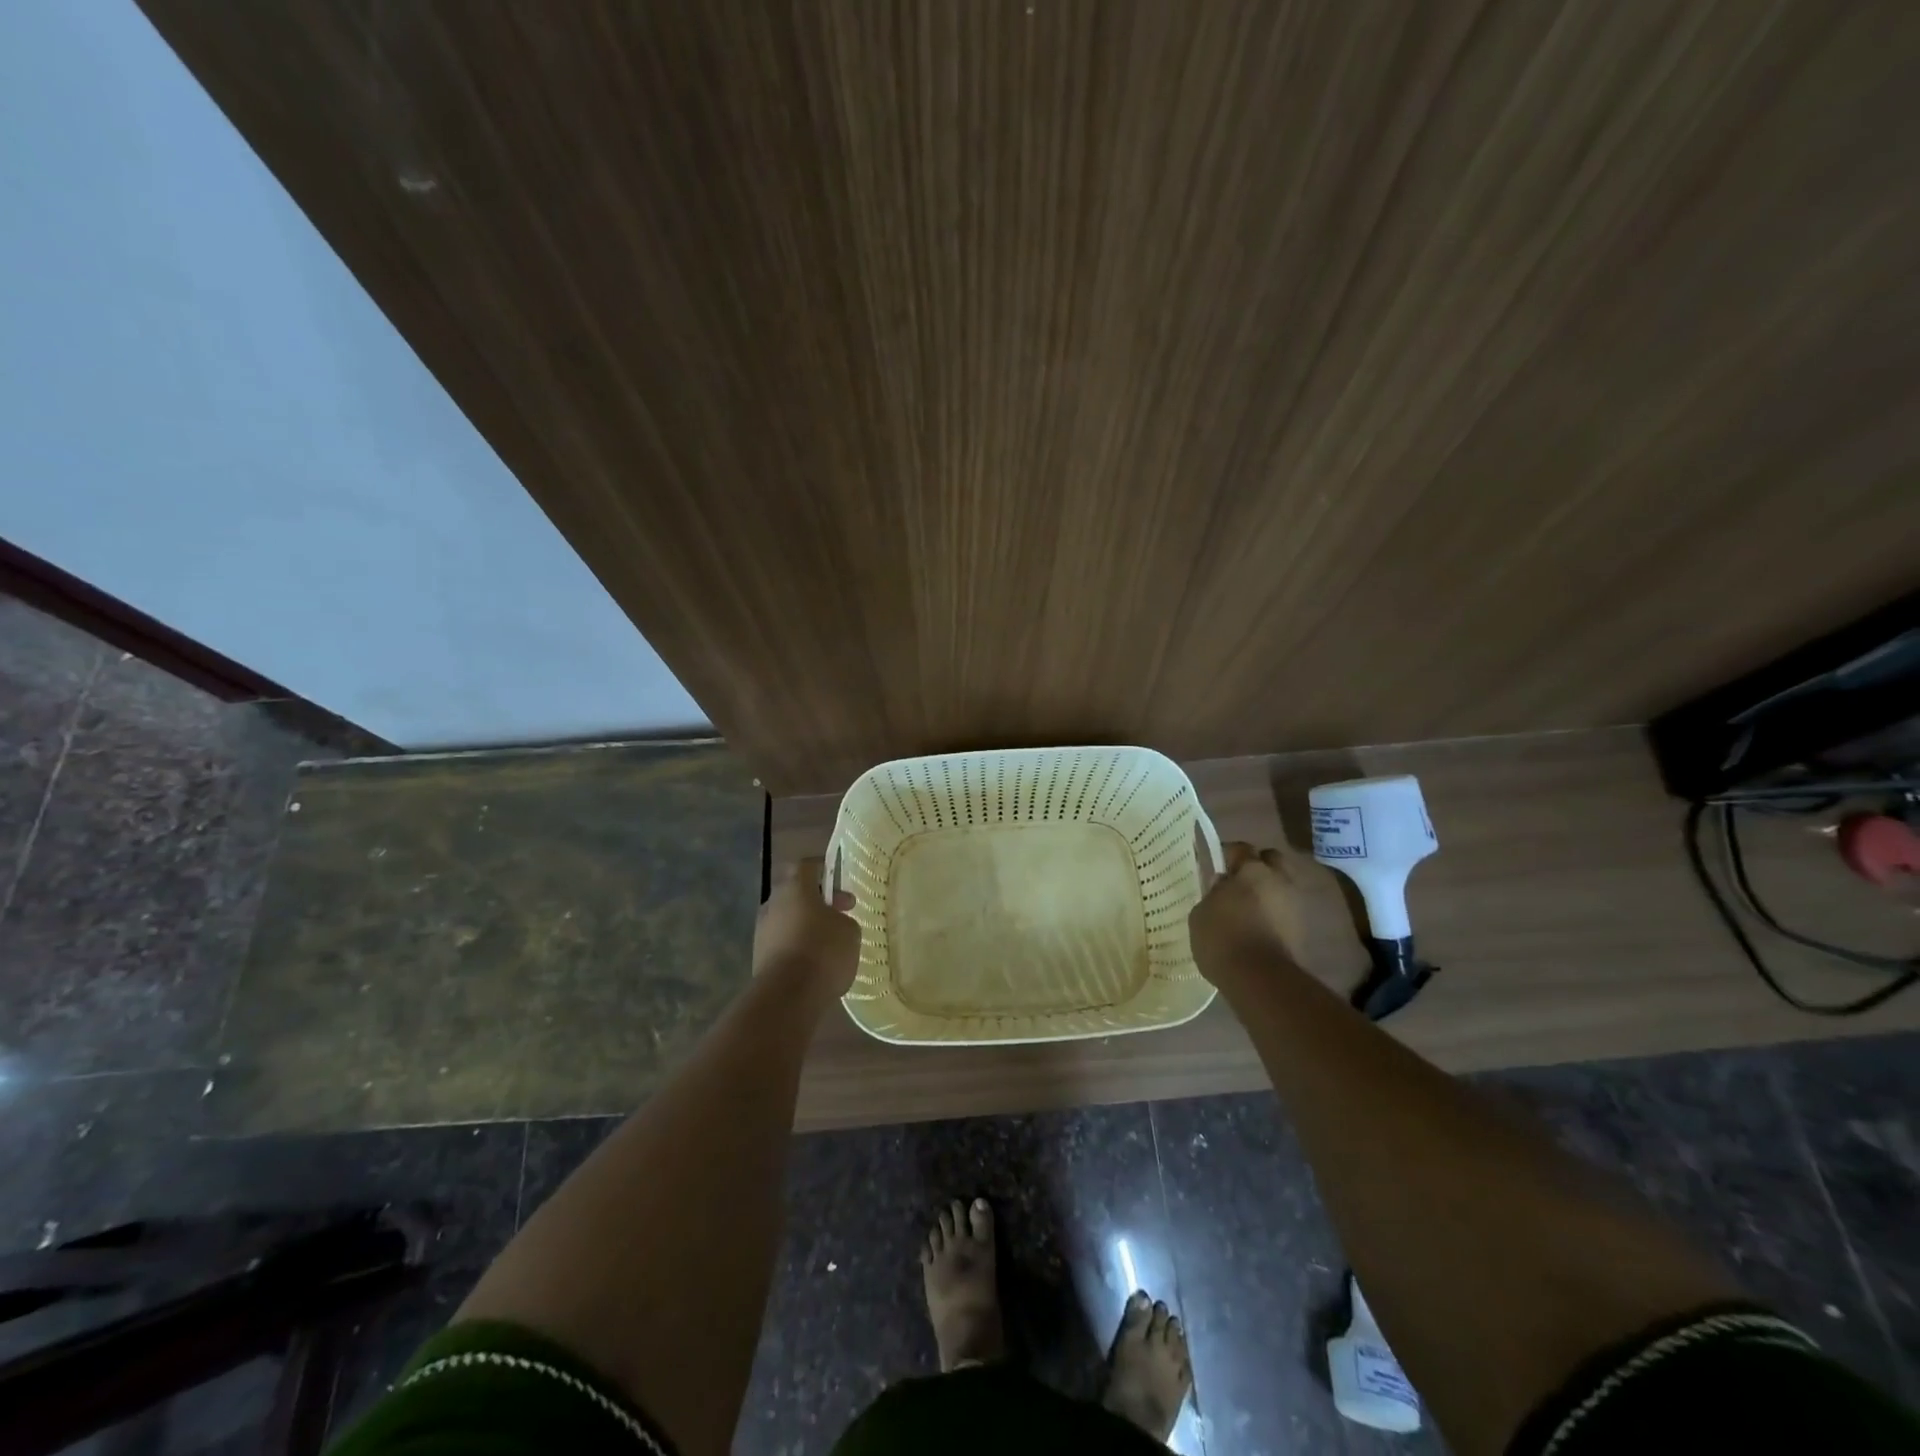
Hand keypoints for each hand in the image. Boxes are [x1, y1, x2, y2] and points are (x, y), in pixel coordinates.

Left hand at [754, 855, 860, 999]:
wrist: (787, 996)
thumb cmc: (823, 951)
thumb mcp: (850, 931)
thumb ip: (843, 919)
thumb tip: (834, 922)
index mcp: (795, 888)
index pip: (807, 866)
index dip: (824, 870)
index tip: (838, 881)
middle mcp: (773, 904)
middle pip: (796, 893)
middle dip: (818, 902)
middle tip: (841, 915)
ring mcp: (762, 931)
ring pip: (788, 919)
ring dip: (806, 925)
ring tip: (830, 943)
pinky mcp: (759, 957)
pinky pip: (782, 943)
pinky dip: (797, 946)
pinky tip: (814, 963)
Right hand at [1187, 841, 1310, 988]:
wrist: (1259, 978)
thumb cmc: (1222, 938)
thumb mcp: (1201, 913)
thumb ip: (1213, 893)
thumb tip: (1222, 885)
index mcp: (1251, 870)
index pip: (1240, 848)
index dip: (1227, 855)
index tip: (1216, 867)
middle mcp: (1278, 879)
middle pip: (1271, 860)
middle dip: (1258, 866)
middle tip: (1239, 881)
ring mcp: (1294, 904)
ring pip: (1281, 885)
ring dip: (1269, 891)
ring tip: (1251, 906)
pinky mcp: (1302, 929)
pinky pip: (1286, 910)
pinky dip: (1276, 913)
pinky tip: (1260, 926)